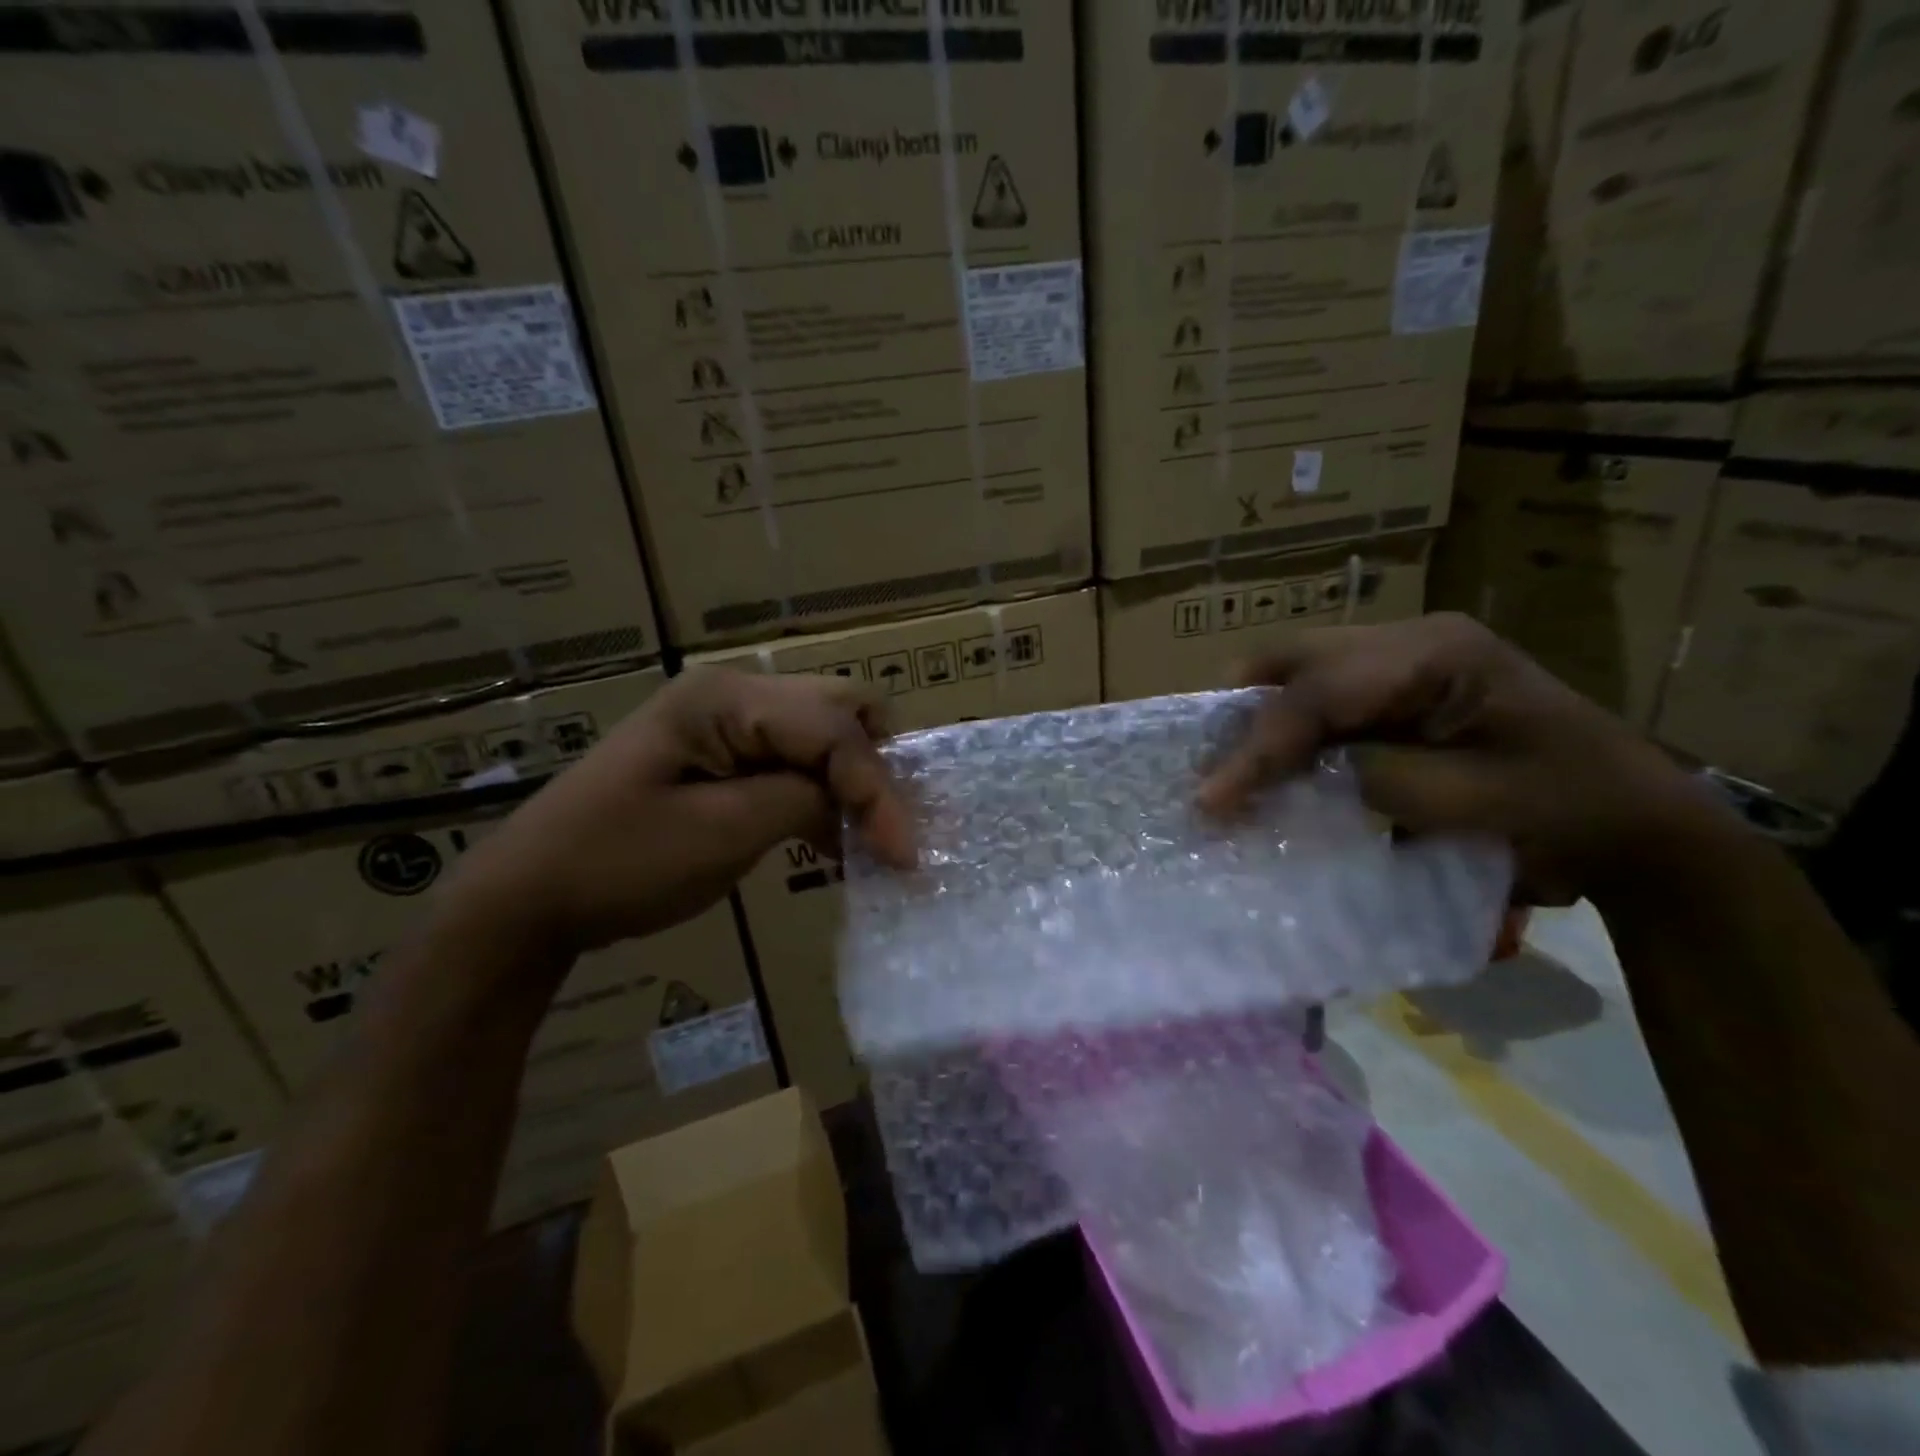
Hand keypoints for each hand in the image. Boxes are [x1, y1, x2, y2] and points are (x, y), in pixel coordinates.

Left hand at [449, 668, 914, 957]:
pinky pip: (797, 760)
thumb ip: (803, 801)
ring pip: (825, 733)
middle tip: (891, 832)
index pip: (833, 729)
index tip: (906, 856)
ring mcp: (728, 720)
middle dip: (876, 769)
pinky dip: (825, 795)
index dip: (877, 790)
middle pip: (840, 709)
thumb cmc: (618, 863)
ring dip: (855, 783)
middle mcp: (734, 692)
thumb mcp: (721, 834)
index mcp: (725, 699)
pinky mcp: (726, 753)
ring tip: (874, 842)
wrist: (531, 894)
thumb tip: (858, 801)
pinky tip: (835, 841)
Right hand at [1198, 613, 1731, 903]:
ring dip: (1265, 720)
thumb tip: (1290, 776)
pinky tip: (1280, 764)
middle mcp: (1415, 639)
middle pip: (1297, 658)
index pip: (1319, 690)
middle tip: (1213, 771)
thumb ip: (1369, 777)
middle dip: (1245, 714)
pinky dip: (1293, 728)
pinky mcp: (1405, 686)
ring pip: (1303, 670)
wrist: (1640, 825)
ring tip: (1236, 771)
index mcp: (1438, 655)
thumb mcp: (1466, 804)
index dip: (1258, 744)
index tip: (1210, 798)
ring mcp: (1409, 658)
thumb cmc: (1568, 815)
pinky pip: (1325, 695)